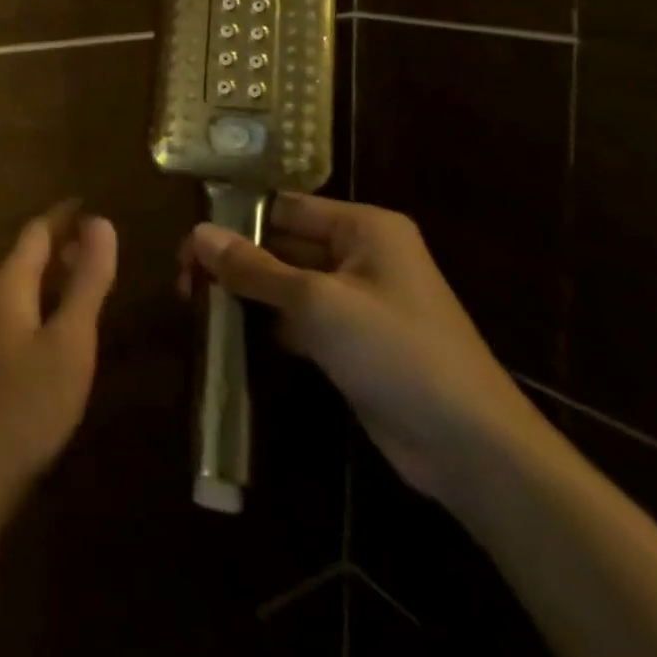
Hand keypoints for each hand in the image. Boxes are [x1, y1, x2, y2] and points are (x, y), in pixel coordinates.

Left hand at [0, 205, 118, 502]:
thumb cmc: (27, 403)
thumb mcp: (70, 340)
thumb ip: (87, 281)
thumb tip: (101, 222)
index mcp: (7, 283)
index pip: (37, 231)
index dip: (64, 216)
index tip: (90, 204)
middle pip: (24, 256)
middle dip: (59, 244)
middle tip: (97, 242)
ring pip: (18, 286)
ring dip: (50, 275)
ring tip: (84, 278)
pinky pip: (13, 312)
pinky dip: (40, 303)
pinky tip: (57, 327)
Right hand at [179, 195, 546, 504]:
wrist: (472, 450)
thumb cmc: (396, 352)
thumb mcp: (316, 303)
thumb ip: (254, 267)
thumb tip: (197, 233)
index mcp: (363, 227)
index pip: (284, 206)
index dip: (236, 219)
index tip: (189, 241)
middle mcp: (361, 254)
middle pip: (282, 242)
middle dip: (235, 258)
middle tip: (184, 277)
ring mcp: (358, 300)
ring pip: (286, 281)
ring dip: (245, 289)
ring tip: (195, 300)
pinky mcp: (353, 341)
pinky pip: (299, 317)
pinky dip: (267, 320)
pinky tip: (229, 330)